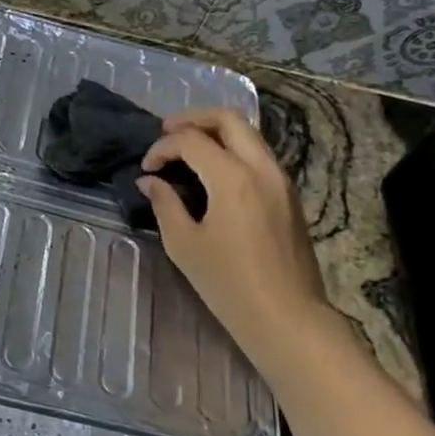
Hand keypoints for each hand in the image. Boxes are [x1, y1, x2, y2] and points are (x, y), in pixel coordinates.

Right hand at [139, 107, 336, 372]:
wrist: (286, 316)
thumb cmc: (228, 283)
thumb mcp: (184, 244)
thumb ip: (164, 204)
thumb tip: (150, 181)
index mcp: (233, 178)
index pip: (191, 141)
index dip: (161, 148)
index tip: (146, 169)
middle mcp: (262, 167)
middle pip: (228, 119)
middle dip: (193, 119)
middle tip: (166, 132)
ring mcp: (281, 179)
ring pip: (248, 134)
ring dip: (215, 132)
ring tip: (186, 149)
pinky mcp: (288, 194)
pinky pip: (258, 154)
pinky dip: (232, 149)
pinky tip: (212, 171)